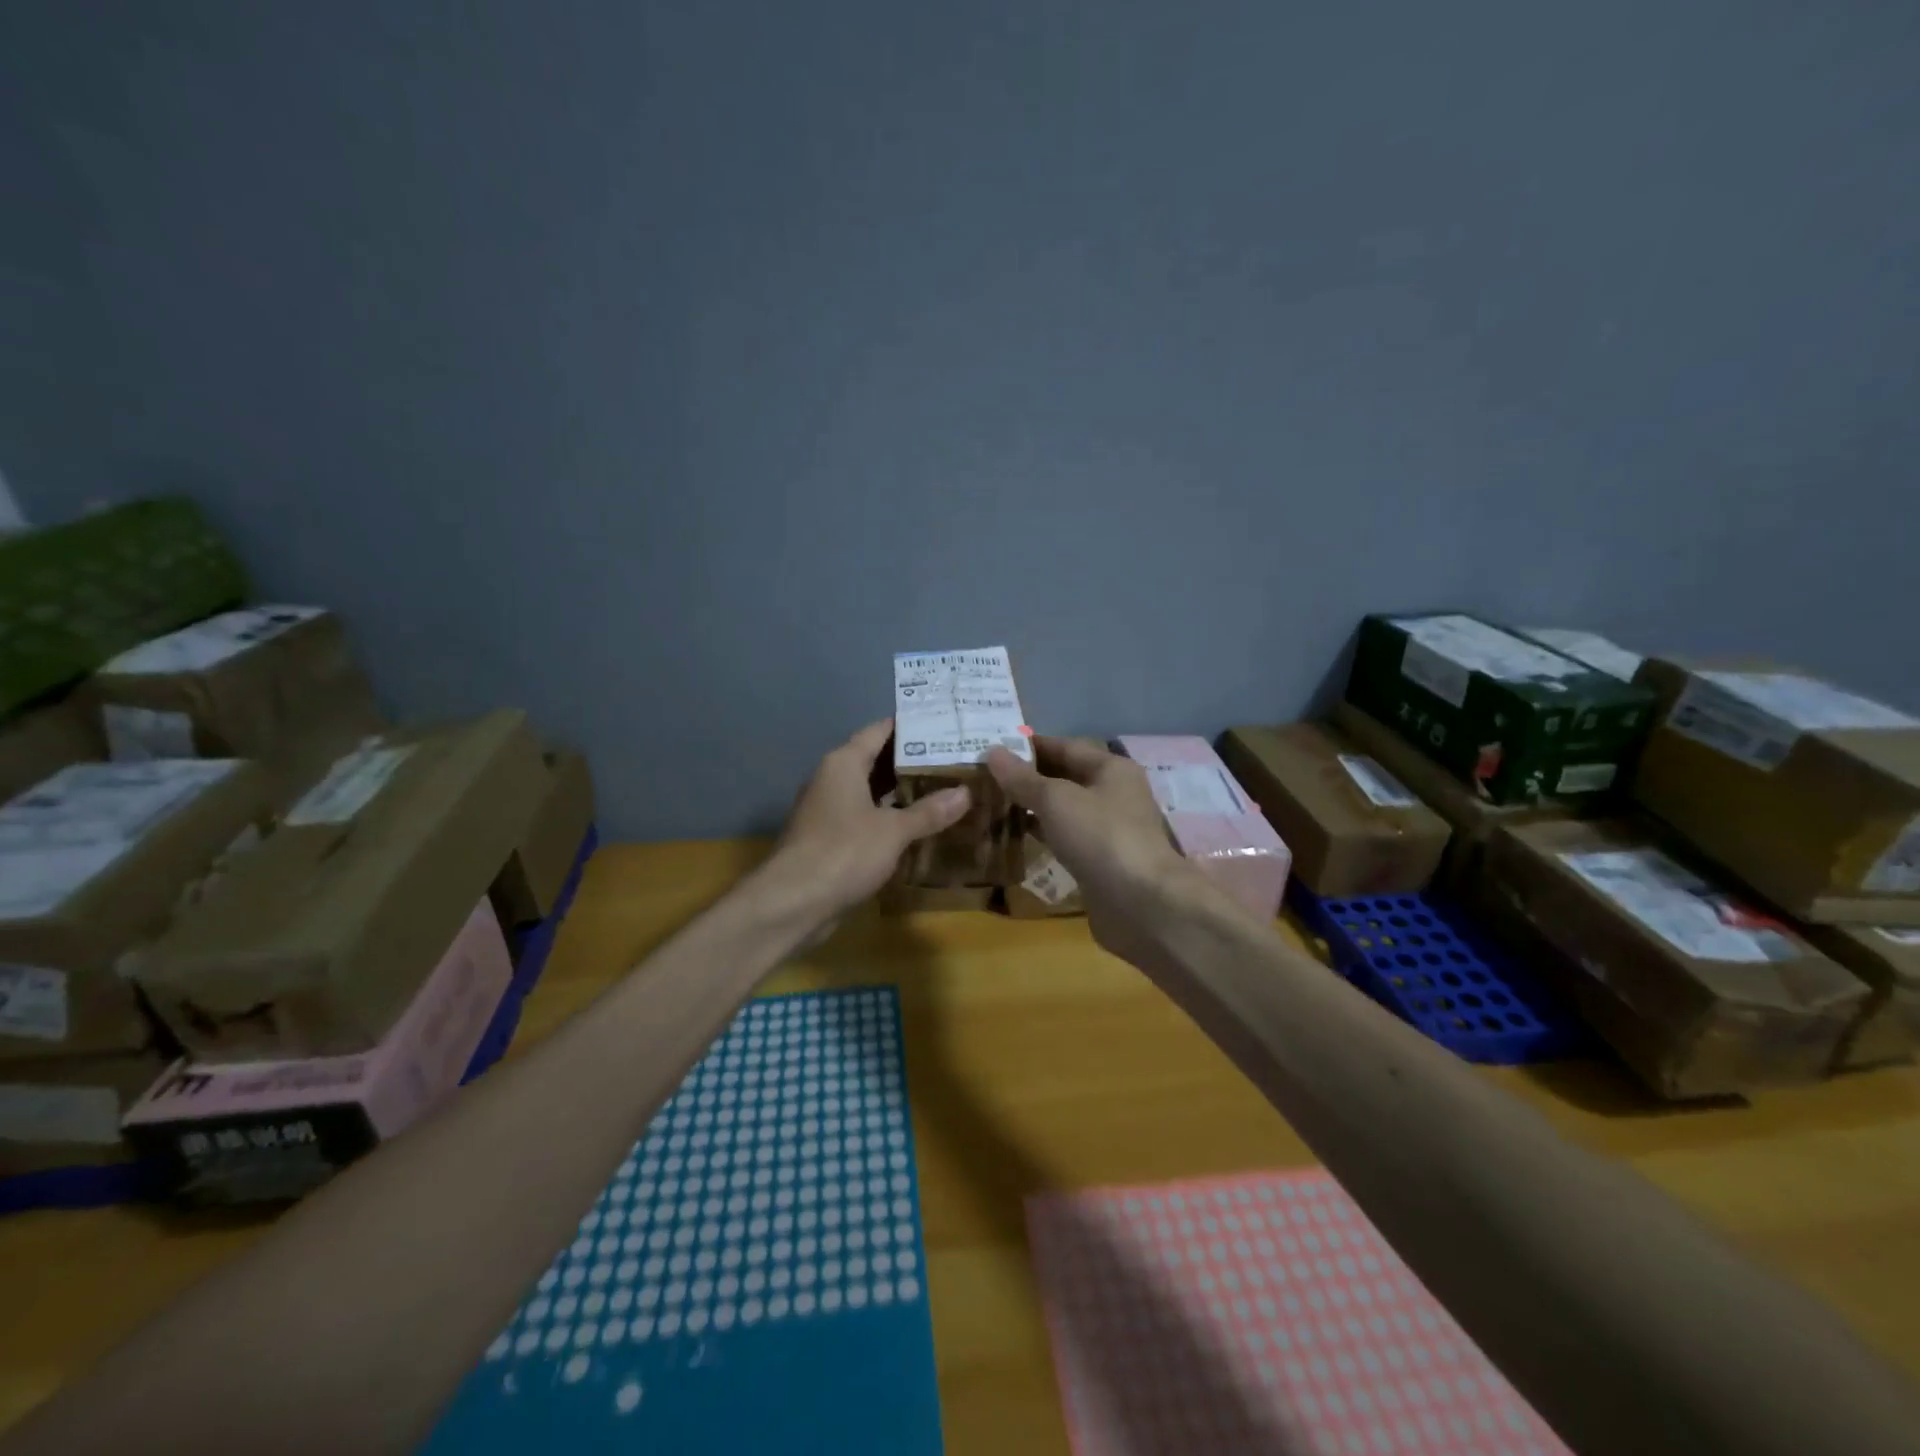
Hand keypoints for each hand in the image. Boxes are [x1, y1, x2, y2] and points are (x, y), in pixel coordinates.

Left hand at [763, 719, 971, 922]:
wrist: (793, 903)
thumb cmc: (843, 853)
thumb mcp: (894, 831)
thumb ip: (929, 811)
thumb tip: (966, 793)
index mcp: (844, 763)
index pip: (880, 730)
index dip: (911, 726)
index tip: (943, 723)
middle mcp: (832, 779)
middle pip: (876, 760)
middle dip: (913, 761)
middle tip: (954, 759)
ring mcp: (828, 810)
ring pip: (871, 791)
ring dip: (902, 792)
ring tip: (944, 789)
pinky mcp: (829, 838)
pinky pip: (866, 817)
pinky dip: (890, 818)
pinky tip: (919, 826)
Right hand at [986, 735, 1209, 963]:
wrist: (1141, 904)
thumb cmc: (1100, 838)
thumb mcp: (1056, 800)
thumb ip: (1023, 778)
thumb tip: (992, 752)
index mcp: (1111, 769)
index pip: (1065, 747)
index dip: (1029, 746)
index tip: (993, 746)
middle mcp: (1114, 794)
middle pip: (1065, 776)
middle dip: (1028, 776)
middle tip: (985, 776)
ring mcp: (1109, 830)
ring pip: (1065, 809)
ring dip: (1032, 806)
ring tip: (993, 803)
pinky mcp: (1101, 860)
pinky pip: (1066, 837)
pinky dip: (1043, 833)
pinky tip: (1015, 835)